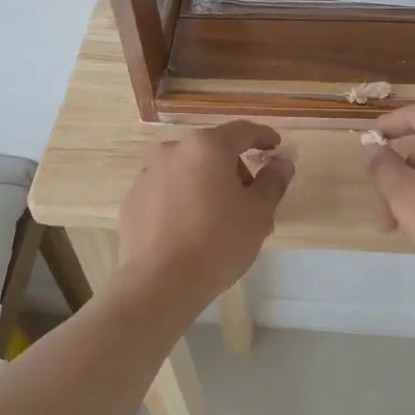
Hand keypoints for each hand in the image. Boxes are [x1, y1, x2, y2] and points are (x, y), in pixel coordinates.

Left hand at [116, 121, 292, 315]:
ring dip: (207, 184)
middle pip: (212, 151)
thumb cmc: (217, 243)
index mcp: (206, 147)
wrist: (159, 284)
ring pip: (187, 171)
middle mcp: (173, 151)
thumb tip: (282, 162)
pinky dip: (183, 200)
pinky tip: (190, 230)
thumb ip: (273, 181)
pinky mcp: (133, 199)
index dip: (263, 137)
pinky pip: (166, 191)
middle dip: (234, 169)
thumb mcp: (258, 213)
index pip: (242, 131)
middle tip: (250, 200)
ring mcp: (147, 174)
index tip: (275, 147)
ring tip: (219, 220)